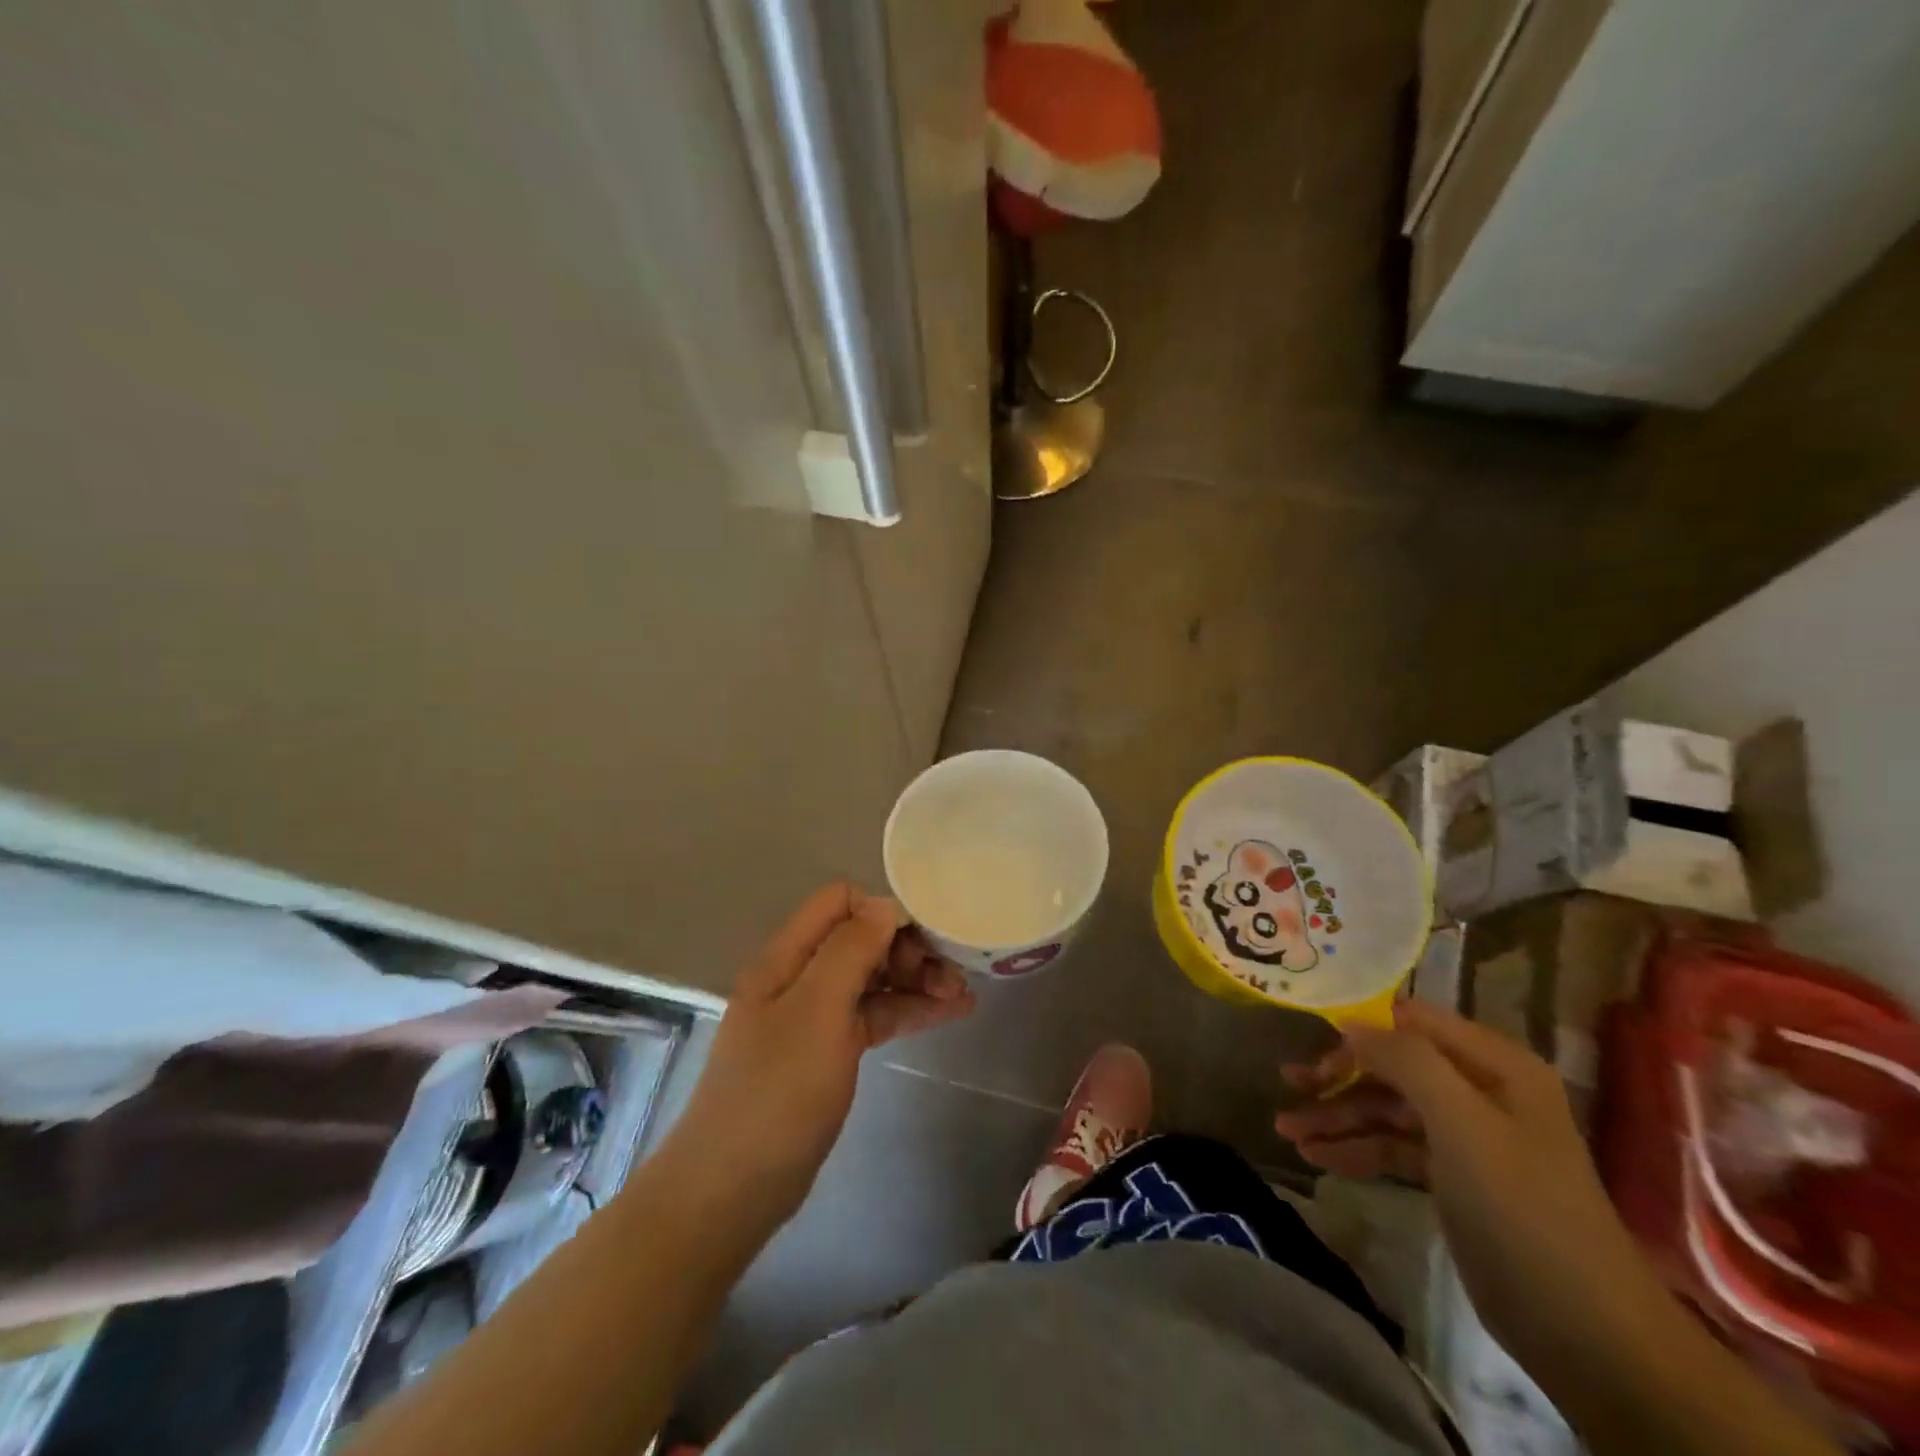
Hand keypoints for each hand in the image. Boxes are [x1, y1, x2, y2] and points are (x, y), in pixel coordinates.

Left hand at [664, 883, 973, 1226]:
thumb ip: (849, 950)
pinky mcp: (830, 1050)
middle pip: (861, 938)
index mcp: (788, 956)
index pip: (839, 902)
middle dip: (907, 947)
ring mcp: (816, 1016)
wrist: (735, 1188)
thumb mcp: (816, 1011)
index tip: (921, 939)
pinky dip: (908, 1010)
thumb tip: (884, 906)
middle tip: (948, 975)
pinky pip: (874, 1015)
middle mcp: (801, 977)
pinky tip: (949, 1013)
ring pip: (873, 978)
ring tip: (963, 994)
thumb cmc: (777, 1091)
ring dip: (916, 979)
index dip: (881, 911)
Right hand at [1275, 1002, 1675, 1379]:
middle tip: (1290, 1084)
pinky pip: (1393, 1147)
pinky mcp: (1454, 1178)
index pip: (1411, 1021)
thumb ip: (1405, 1060)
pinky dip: (1356, 1148)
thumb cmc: (1522, 1208)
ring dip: (1337, 1116)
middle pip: (1393, 1064)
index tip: (1308, 1036)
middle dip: (1339, 1075)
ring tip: (1287, 1131)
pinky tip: (1317, 1157)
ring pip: (1387, 1108)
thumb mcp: (1462, 1123)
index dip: (1360, 1025)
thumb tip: (1348, 1023)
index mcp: (1495, 1064)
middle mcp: (1481, 1090)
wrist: (1586, 1334)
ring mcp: (1467, 1136)